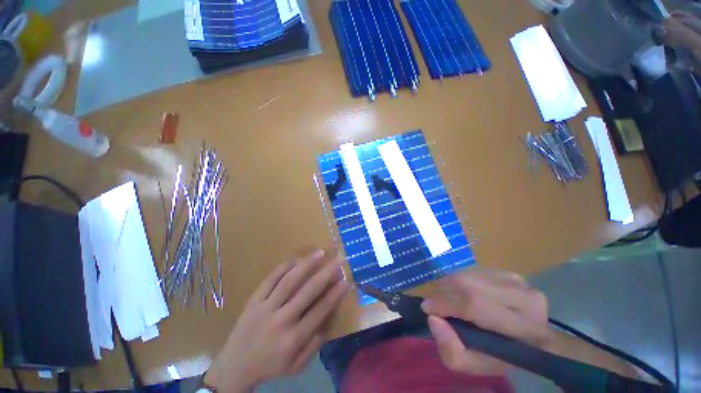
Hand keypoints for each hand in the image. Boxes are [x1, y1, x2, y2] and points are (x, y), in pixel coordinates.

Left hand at [205, 249, 349, 391]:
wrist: (233, 366)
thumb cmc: (269, 366)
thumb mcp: (296, 366)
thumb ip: (314, 345)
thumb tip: (328, 319)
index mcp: (293, 339)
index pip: (320, 311)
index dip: (335, 294)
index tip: (346, 280)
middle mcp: (281, 320)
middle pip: (308, 291)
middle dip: (326, 273)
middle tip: (338, 260)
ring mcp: (265, 307)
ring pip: (289, 280)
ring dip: (306, 264)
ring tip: (320, 252)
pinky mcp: (254, 300)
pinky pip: (271, 278)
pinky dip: (285, 266)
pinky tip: (297, 259)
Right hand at [421, 270, 552, 375]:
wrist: (530, 341)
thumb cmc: (502, 357)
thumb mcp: (475, 366)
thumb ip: (451, 351)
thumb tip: (433, 319)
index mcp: (526, 328)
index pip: (476, 305)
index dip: (446, 304)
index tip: (426, 308)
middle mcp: (526, 298)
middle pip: (469, 285)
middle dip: (443, 292)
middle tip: (433, 302)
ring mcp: (518, 281)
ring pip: (468, 275)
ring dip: (448, 285)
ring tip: (444, 298)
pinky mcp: (508, 272)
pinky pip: (473, 272)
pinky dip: (458, 280)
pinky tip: (459, 292)